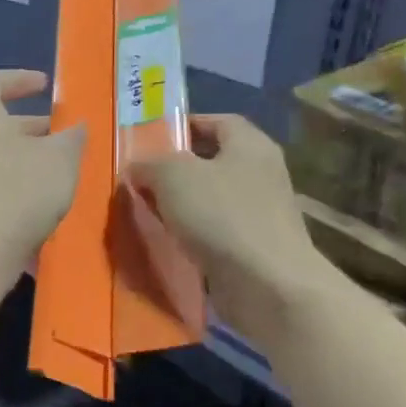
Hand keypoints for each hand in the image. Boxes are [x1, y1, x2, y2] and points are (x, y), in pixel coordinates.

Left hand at [0, 69, 85, 278]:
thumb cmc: (20, 189)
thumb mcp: (61, 157)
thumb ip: (72, 136)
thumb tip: (77, 127)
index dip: (19, 79)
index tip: (45, 85)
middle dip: (30, 123)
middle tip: (61, 131)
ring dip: (26, 152)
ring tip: (59, 164)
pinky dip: (16, 176)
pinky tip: (43, 193)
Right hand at [128, 114, 329, 344]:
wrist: (268, 285)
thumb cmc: (222, 216)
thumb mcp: (173, 176)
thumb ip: (150, 164)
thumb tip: (137, 167)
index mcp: (250, 145)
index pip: (218, 121)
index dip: (186, 125)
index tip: (152, 138)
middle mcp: (260, 174)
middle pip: (213, 161)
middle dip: (176, 169)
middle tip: (140, 178)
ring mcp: (260, 213)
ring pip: (211, 199)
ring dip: (181, 205)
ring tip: (146, 212)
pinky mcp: (253, 247)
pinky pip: (215, 231)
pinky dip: (192, 235)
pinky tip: (167, 243)